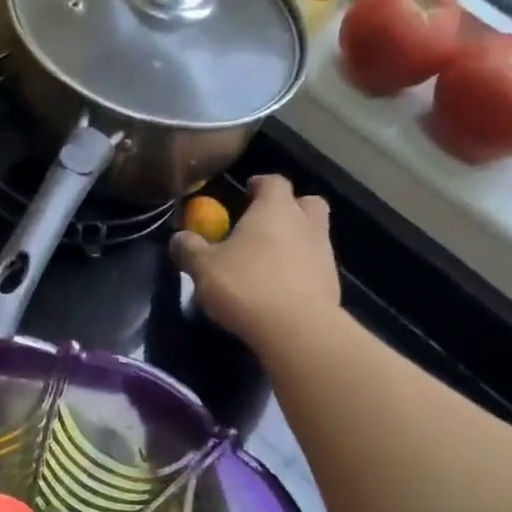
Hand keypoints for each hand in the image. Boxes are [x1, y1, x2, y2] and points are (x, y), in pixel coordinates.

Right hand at [170, 174, 339, 346]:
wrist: (295, 328)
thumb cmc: (245, 285)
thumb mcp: (203, 268)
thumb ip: (190, 249)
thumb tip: (179, 237)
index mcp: (275, 210)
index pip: (273, 182)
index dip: (260, 184)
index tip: (247, 192)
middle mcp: (305, 224)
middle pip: (307, 203)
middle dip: (289, 208)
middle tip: (267, 224)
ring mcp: (324, 254)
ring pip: (314, 235)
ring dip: (296, 242)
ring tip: (270, 263)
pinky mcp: (332, 284)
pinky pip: (315, 267)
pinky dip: (301, 271)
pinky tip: (282, 290)